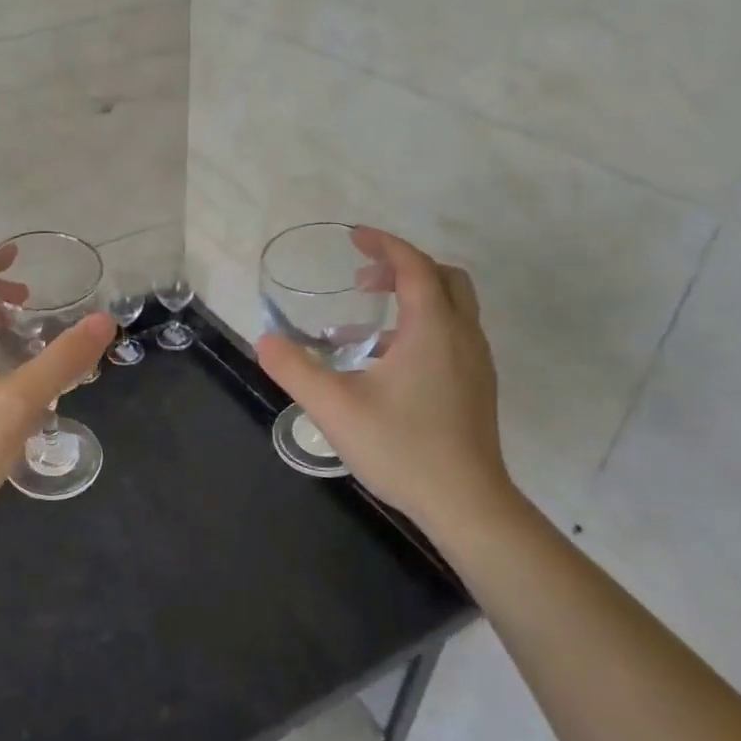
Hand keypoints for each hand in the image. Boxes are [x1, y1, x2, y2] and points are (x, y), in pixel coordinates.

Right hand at [256, 227, 513, 530]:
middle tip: (361, 281)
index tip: (353, 237)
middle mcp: (461, 337)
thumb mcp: (334, 407)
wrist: (466, 503)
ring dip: (410, 300)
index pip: (414, 266)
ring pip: (451, 308)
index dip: (384, 245)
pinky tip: (382, 366)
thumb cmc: (401, 448)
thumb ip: (294, 369)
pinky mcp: (475, 387)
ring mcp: (474, 363)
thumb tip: (264, 340)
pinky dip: (419, 329)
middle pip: (443, 278)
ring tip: (361, 328)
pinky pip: (451, 336)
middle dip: (402, 268)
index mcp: (432, 330)